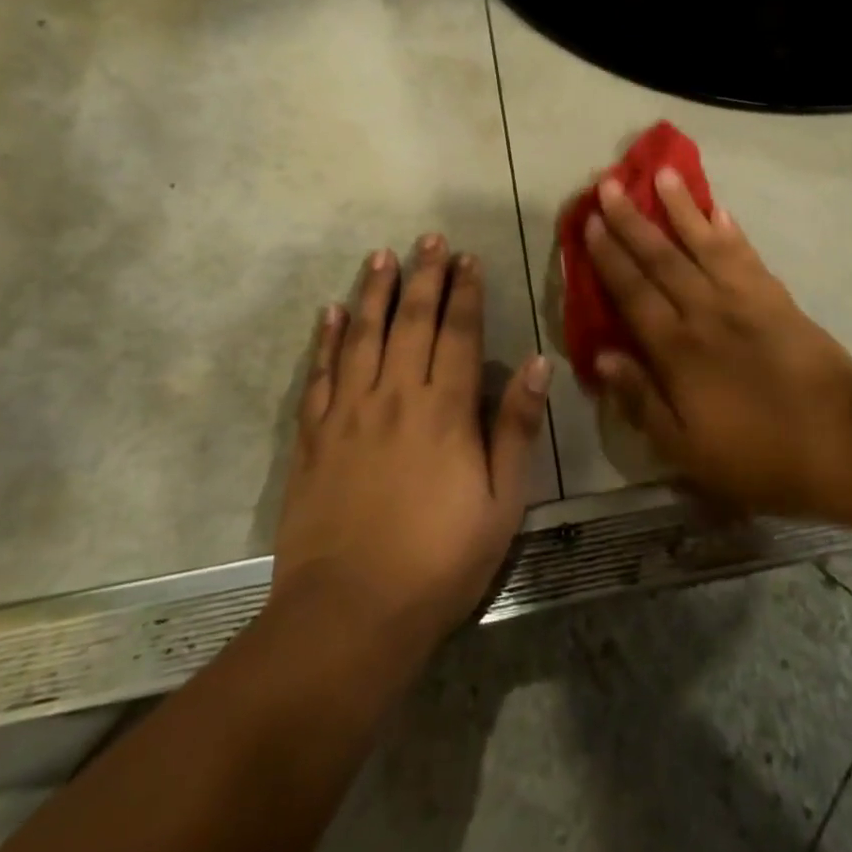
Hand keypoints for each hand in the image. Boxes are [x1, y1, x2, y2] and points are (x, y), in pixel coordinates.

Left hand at [271, 236, 549, 653]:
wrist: (349, 613)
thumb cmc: (439, 561)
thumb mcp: (500, 502)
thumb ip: (515, 428)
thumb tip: (537, 363)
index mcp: (444, 412)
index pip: (457, 334)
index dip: (464, 292)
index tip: (468, 258)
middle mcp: (394, 398)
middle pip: (410, 323)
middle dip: (423, 277)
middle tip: (428, 239)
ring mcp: (348, 415)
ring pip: (363, 337)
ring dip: (374, 293)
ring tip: (381, 256)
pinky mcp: (313, 438)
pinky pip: (319, 376)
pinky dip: (325, 340)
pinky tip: (331, 313)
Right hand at [584, 174, 851, 513]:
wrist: (841, 441)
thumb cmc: (757, 455)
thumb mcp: (686, 449)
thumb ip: (641, 399)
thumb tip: (602, 356)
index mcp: (676, 350)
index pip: (633, 292)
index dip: (608, 256)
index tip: (590, 222)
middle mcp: (704, 312)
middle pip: (662, 258)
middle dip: (632, 221)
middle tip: (610, 185)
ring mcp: (744, 299)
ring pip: (704, 244)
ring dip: (680, 208)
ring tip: (662, 174)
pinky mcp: (777, 298)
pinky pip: (746, 255)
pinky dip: (730, 230)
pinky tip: (718, 209)